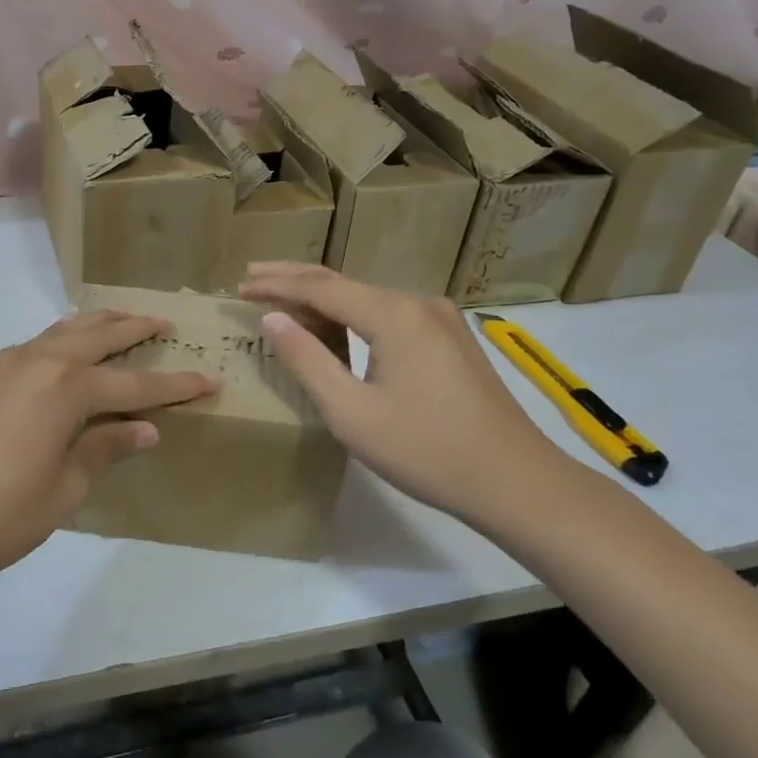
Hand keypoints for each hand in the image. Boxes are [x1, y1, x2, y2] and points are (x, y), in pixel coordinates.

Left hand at [0, 310, 216, 594]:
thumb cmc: (1, 516)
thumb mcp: (66, 488)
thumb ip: (106, 447)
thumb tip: (145, 428)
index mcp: (65, 388)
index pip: (133, 383)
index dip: (174, 384)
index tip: (209, 379)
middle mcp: (36, 361)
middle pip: (96, 336)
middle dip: (133, 329)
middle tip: (163, 322)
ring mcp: (3, 365)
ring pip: (59, 332)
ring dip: (94, 326)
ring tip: (119, 321)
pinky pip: (31, 346)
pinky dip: (58, 341)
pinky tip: (62, 355)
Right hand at [238, 262, 562, 522]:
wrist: (517, 482)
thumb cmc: (426, 451)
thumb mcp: (351, 412)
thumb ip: (307, 360)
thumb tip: (272, 318)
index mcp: (393, 315)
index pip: (320, 287)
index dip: (276, 285)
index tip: (240, 286)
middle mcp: (417, 302)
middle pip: (343, 282)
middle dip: (294, 278)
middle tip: (252, 275)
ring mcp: (440, 318)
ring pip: (367, 297)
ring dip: (323, 298)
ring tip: (282, 300)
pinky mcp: (451, 338)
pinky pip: (389, 313)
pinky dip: (353, 314)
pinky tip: (336, 326)